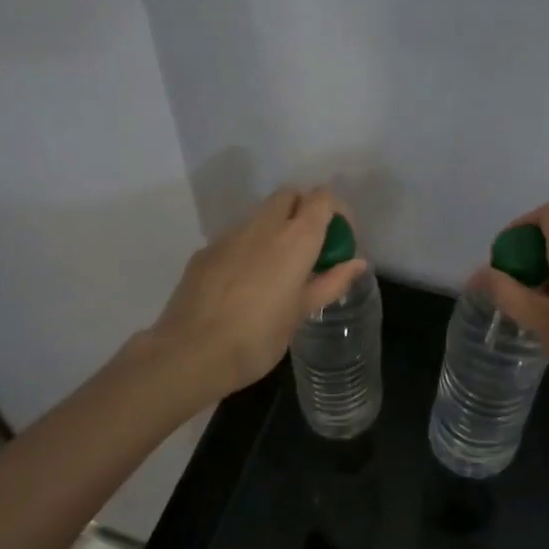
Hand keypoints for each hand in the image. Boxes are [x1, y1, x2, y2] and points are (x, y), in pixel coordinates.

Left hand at [148, 186, 366, 399]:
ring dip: (276, 229)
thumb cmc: (258, 338)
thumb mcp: (302, 313)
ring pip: (261, 215)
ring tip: (278, 270)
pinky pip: (236, 237)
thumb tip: (357, 263)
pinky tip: (245, 285)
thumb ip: (331, 282)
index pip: (322, 198)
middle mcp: (263, 226)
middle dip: (304, 211)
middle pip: (289, 195)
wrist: (191, 353)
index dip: (336, 211)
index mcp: (295, 239)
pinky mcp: (206, 250)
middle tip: (310, 249)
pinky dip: (249, 248)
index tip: (340, 240)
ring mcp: (230, 236)